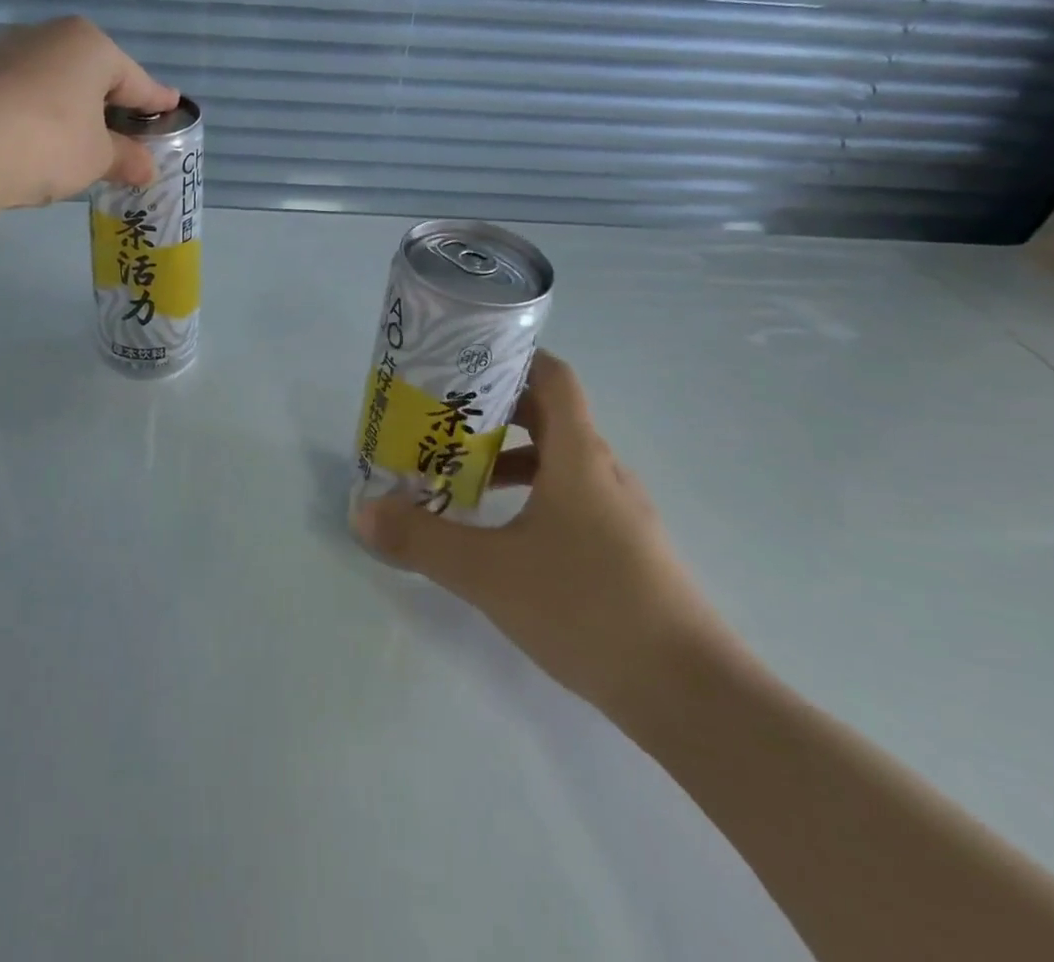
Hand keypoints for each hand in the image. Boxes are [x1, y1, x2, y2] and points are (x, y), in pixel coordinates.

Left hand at [0, 17, 177, 211]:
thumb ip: (125, 158)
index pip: (135, 78)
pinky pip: (24, 95)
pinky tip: (42, 141)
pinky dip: (41, 116)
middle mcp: (48, 37)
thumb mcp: (97, 157)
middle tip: (130, 131)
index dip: (156, 100)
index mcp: (89, 46)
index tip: (174, 106)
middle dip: (112, 105)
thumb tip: (146, 168)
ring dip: (73, 111)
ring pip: (55, 83)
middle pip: (93, 75)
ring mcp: (6, 54)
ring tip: (85, 141)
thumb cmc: (49, 141)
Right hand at [353, 351, 731, 721]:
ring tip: (461, 473)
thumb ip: (422, 539)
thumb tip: (363, 513)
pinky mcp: (625, 548)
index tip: (465, 360)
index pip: (554, 376)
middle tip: (443, 416)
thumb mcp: (489, 572)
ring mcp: (619, 512)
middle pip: (550, 414)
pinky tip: (502, 532)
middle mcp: (602, 471)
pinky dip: (531, 494)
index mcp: (578, 456)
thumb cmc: (588, 608)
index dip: (514, 357)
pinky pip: (570, 497)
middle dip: (496, 408)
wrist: (691, 696)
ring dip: (510, 455)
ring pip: (559, 460)